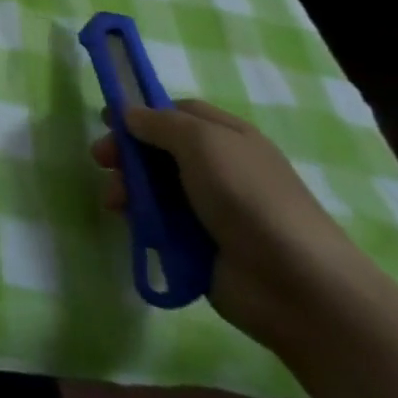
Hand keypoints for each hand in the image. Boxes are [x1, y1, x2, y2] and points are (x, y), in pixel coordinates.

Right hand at [91, 100, 382, 352]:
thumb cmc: (249, 198)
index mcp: (227, 137)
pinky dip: (140, 219)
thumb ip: (159, 123)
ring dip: (127, 187)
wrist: (297, 286)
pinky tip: (130, 222)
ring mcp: (209, 209)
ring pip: (154, 187)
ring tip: (114, 201)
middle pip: (159, 149)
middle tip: (101, 160)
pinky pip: (159, 223)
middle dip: (126, 152)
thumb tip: (128, 113)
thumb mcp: (202, 142)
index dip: (142, 112)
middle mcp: (218, 169)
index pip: (177, 112)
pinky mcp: (199, 246)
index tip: (108, 119)